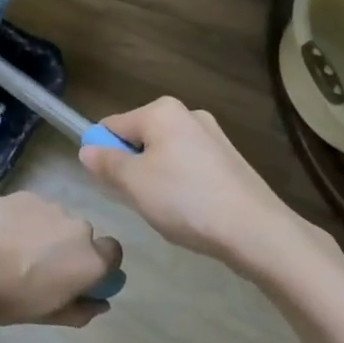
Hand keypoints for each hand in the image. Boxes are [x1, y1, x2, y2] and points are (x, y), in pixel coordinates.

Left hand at [0, 193, 121, 328]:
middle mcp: (76, 227)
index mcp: (90, 259)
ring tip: (12, 248)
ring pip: (54, 218)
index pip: (112, 253)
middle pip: (80, 235)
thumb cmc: (9, 298)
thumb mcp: (49, 314)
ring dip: (42, 230)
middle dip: (65, 247)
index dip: (99, 263)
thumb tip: (100, 303)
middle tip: (38, 266)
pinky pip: (30, 208)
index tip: (78, 276)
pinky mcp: (21, 193)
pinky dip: (20, 218)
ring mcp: (48, 205)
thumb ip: (81, 309)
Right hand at [80, 97, 334, 272]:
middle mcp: (188, 114)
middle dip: (132, 167)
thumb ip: (106, 163)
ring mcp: (213, 137)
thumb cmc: (186, 200)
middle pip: (140, 138)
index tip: (107, 184)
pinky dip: (181, 186)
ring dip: (156, 179)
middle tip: (136, 200)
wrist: (256, 231)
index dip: (101, 153)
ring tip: (166, 211)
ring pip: (165, 155)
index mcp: (161, 111)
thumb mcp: (133, 183)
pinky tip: (190, 212)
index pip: (112, 125)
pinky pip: (189, 168)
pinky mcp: (230, 161)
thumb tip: (87, 149)